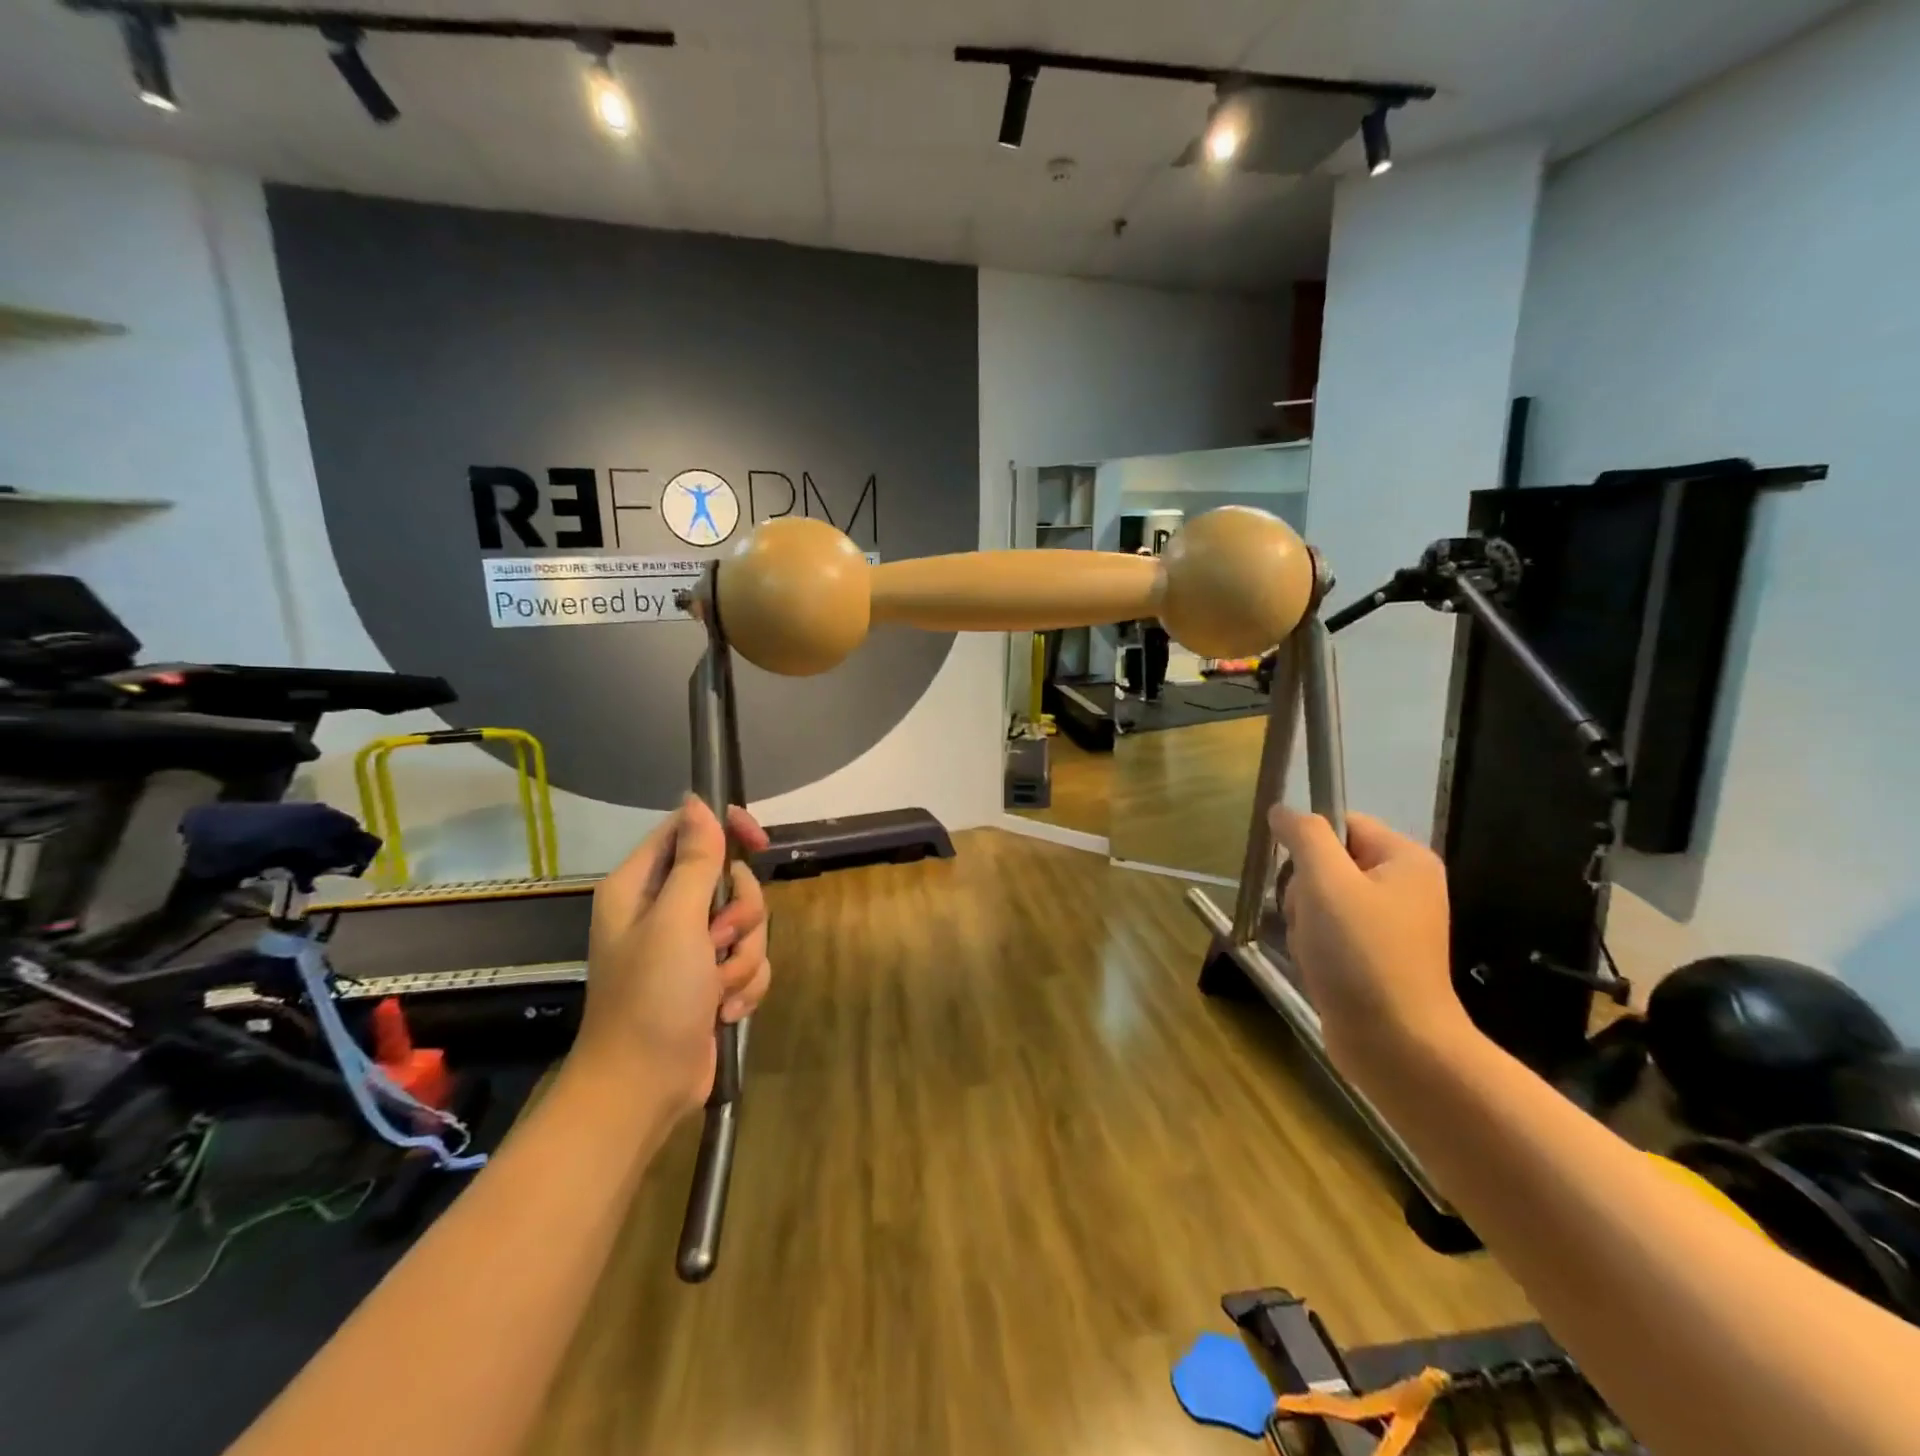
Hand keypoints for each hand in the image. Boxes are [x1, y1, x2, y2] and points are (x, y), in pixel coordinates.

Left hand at [576, 797, 772, 1116]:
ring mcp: (689, 947)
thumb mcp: (676, 921)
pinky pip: (750, 959)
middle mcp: (664, 910)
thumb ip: (694, 860)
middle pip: (729, 878)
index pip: (688, 830)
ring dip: (744, 956)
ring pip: (747, 922)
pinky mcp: (710, 978)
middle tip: (719, 940)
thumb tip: (697, 801)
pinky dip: (744, 984)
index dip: (726, 828)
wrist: (644, 1088)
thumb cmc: (652, 998)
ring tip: (718, 989)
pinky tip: (723, 1011)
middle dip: (740, 912)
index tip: (758, 841)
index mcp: (641, 887)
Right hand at [1268, 807, 1469, 1068]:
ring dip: (1303, 921)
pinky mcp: (1375, 957)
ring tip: (1314, 949)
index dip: (1310, 844)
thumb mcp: (1326, 882)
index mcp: (1405, 859)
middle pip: (1327, 863)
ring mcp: (1390, 925)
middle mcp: (1403, 886)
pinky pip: (1328, 932)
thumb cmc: (1362, 954)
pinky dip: (1314, 946)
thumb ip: (1304, 836)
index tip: (1299, 877)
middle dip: (1303, 890)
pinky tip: (1317, 966)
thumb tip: (1283, 810)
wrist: (1396, 1044)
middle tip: (1312, 919)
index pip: (1342, 823)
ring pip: (1320, 900)